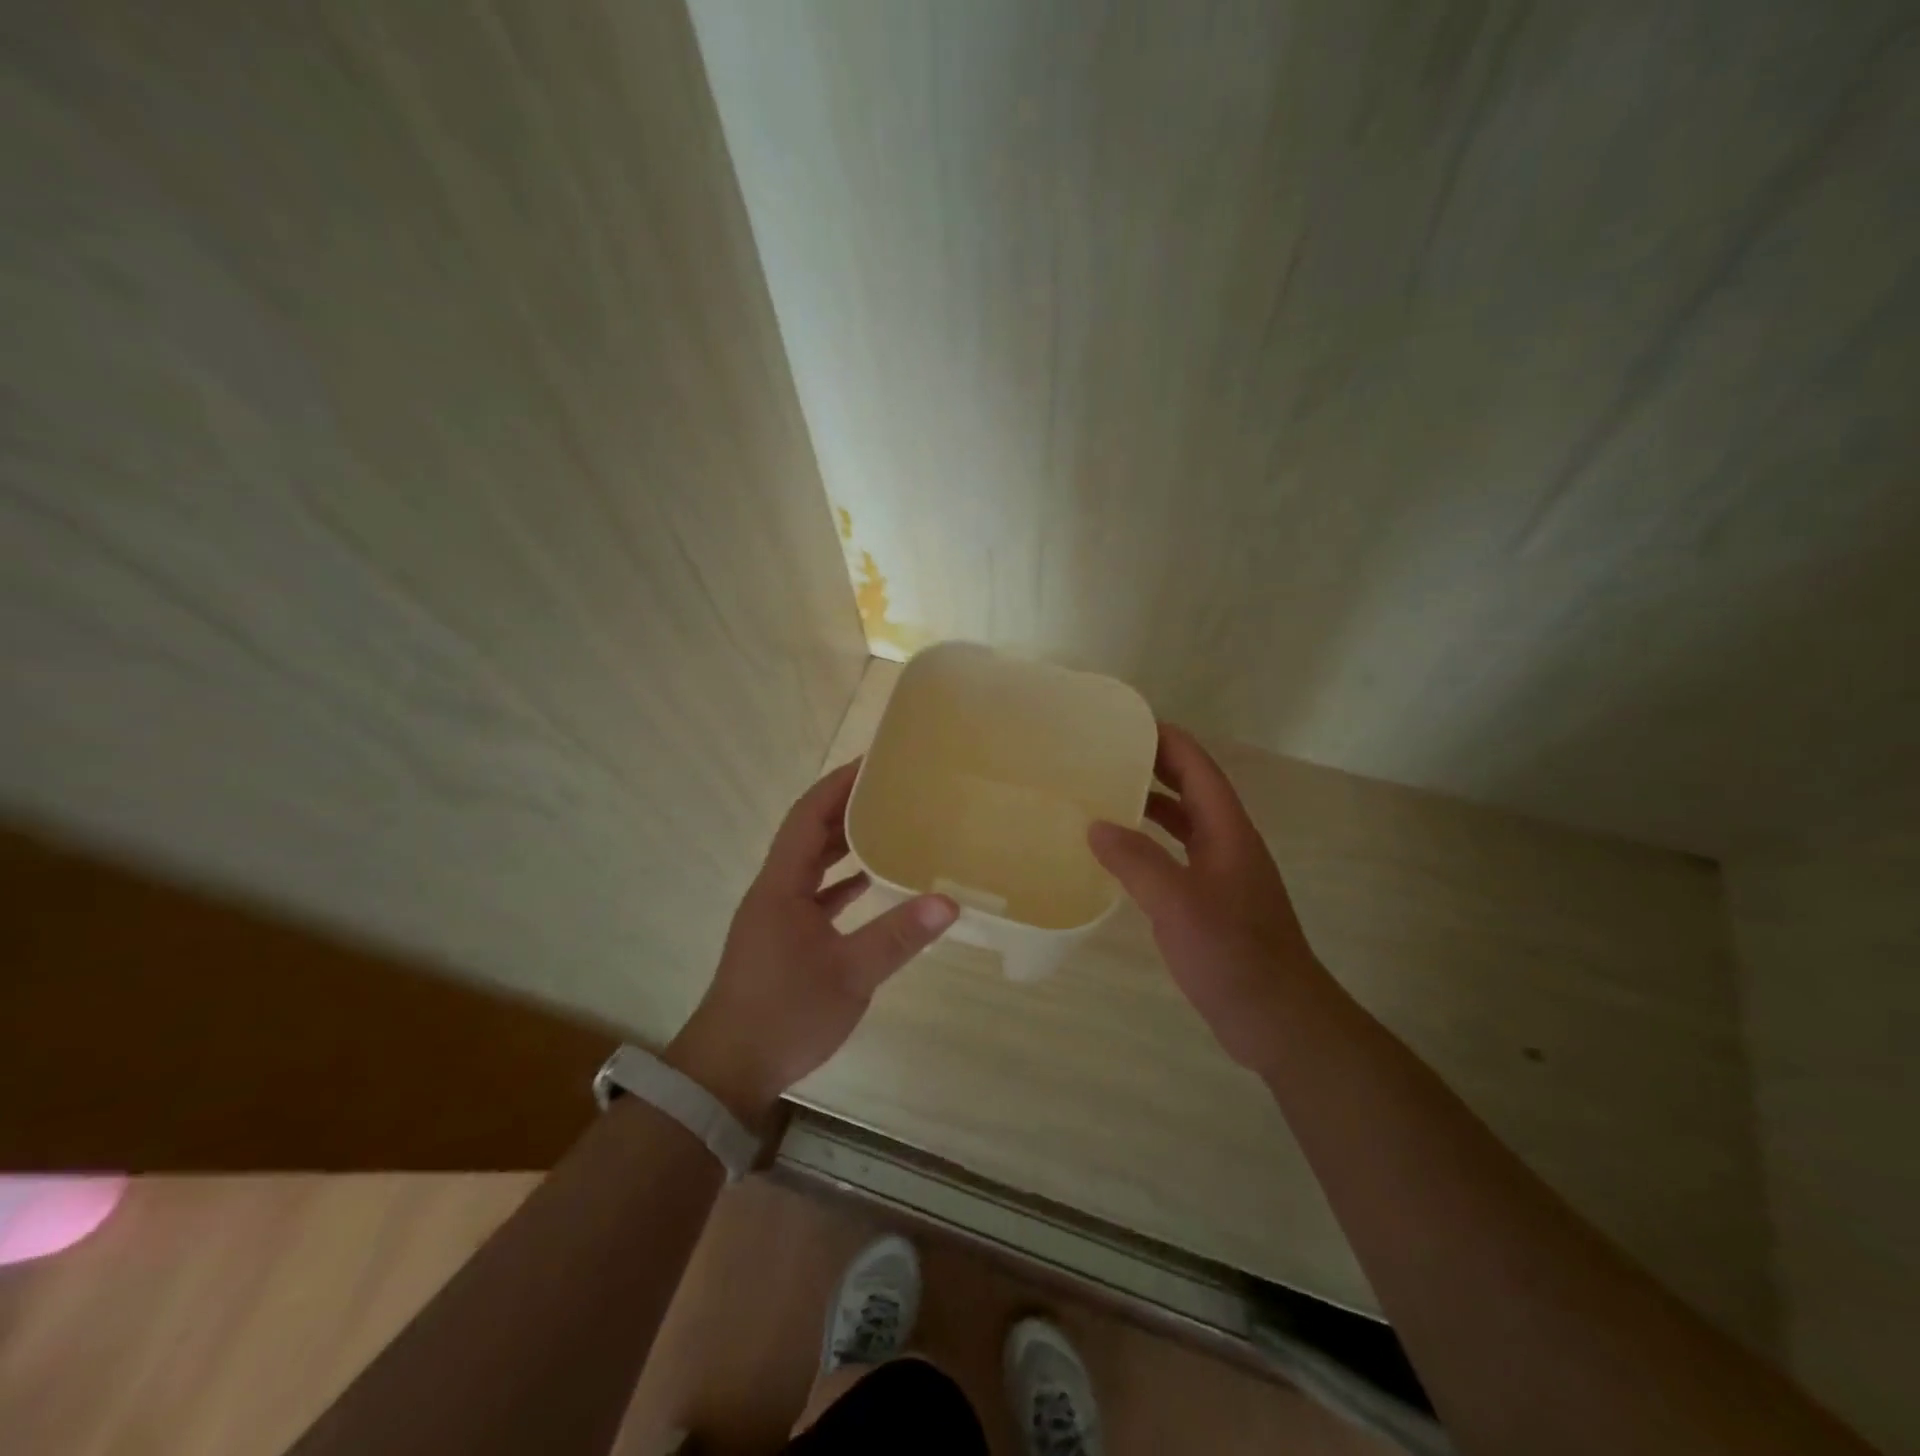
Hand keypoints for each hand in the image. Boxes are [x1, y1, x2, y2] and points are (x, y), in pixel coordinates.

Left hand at [667, 760, 957, 1124]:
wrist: (728, 1071)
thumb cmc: (783, 1014)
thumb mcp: (849, 975)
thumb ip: (897, 937)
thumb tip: (948, 902)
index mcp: (781, 885)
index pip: (807, 816)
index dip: (837, 785)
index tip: (873, 763)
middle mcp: (775, 891)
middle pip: (808, 834)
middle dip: (845, 807)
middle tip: (891, 789)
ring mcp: (777, 916)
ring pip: (812, 865)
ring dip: (843, 843)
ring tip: (888, 825)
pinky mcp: (783, 940)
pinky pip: (815, 894)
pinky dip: (842, 882)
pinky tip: (871, 883)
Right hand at [1088, 724, 1323, 1071]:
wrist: (1277, 1018)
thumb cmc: (1233, 953)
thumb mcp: (1177, 902)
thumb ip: (1136, 860)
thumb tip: (1095, 825)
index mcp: (1228, 830)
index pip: (1197, 768)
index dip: (1166, 740)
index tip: (1124, 723)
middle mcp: (1228, 843)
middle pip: (1191, 790)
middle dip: (1153, 767)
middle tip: (1103, 756)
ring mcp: (1222, 874)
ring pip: (1183, 825)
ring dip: (1150, 806)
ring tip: (1103, 797)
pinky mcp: (1212, 903)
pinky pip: (1177, 857)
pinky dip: (1150, 846)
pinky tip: (1120, 857)